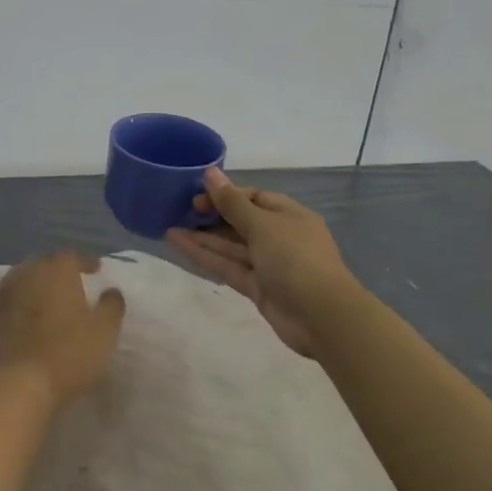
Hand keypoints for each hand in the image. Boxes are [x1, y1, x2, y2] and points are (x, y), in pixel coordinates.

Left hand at [0, 251, 125, 402]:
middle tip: (73, 280)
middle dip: (60, 268)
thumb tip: (112, 291)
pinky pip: (12, 294)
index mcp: (58, 269)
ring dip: (38, 280)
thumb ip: (112, 305)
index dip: (85, 262)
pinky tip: (28, 307)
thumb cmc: (69, 351)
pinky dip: (22, 296)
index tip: (96, 270)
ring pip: (26, 275)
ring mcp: (9, 292)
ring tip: (51, 293)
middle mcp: (30, 272)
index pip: (72, 256)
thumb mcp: (104, 330)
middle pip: (46, 262)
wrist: (20, 381)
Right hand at [166, 169, 353, 357]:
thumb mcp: (262, 225)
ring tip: (169, 227)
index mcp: (289, 216)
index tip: (197, 196)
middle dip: (211, 216)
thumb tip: (210, 172)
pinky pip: (228, 266)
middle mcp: (279, 237)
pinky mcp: (257, 288)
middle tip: (179, 211)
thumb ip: (231, 202)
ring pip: (231, 246)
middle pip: (241, 222)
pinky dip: (206, 256)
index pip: (254, 198)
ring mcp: (268, 265)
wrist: (322, 317)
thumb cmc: (295, 258)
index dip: (226, 195)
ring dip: (202, 237)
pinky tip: (179, 245)